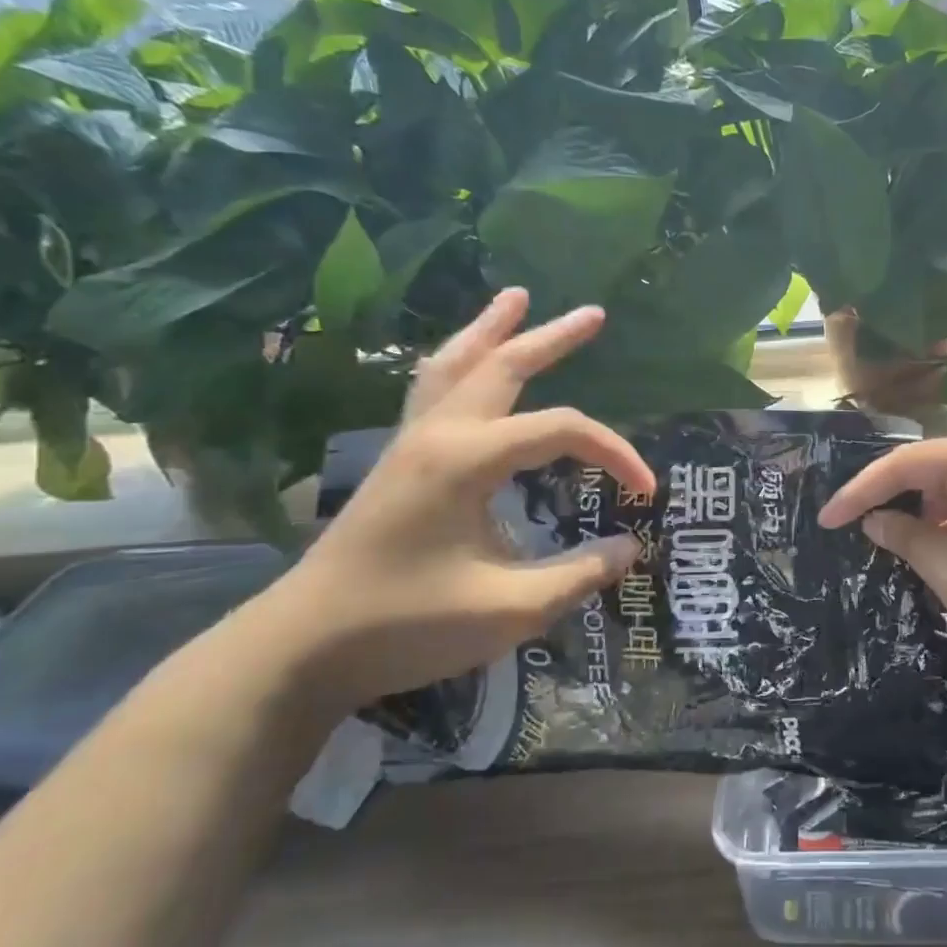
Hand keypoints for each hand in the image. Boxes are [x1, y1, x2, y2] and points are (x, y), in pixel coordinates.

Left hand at [274, 289, 653, 711]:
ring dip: (490, 329)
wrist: (301, 648)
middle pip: (503, 367)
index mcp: (468, 460)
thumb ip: (578, 574)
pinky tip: (464, 363)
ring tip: (515, 298)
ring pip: (454, 366)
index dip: (615, 452)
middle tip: (594, 314)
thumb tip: (630, 546)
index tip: (645, 492)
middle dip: (551, 337)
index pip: (563, 431)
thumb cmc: (407, 625)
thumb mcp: (510, 609)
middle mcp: (438, 436)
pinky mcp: (397, 462)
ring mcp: (410, 444)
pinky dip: (457, 363)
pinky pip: (430, 390)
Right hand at [817, 428, 946, 661]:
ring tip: (893, 547)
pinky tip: (938, 548)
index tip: (826, 520)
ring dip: (927, 514)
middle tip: (856, 533)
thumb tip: (875, 522)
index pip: (906, 462)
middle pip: (933, 467)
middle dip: (895, 501)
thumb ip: (908, 540)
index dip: (860, 491)